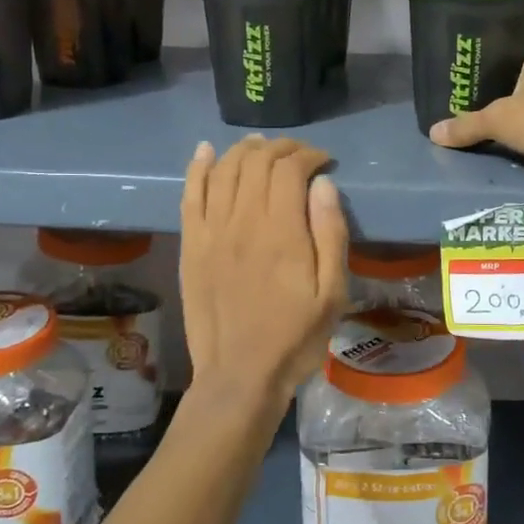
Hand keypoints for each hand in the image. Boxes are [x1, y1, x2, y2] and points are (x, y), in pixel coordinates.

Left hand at [180, 136, 349, 413]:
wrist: (239, 376)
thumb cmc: (295, 338)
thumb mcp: (333, 293)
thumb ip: (331, 234)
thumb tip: (323, 184)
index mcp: (282, 232)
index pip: (290, 169)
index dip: (308, 155)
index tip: (324, 161)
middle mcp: (243, 221)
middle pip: (256, 161)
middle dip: (281, 148)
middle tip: (299, 154)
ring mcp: (211, 231)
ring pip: (223, 170)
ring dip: (244, 150)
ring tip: (262, 148)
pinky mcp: (190, 245)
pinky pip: (190, 194)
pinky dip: (198, 167)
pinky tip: (206, 151)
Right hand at [427, 47, 523, 195]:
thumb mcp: (497, 120)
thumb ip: (466, 125)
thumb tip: (432, 133)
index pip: (509, 58)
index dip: (488, 71)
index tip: (465, 86)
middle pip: (519, 87)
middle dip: (498, 102)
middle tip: (465, 113)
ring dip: (514, 125)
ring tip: (481, 133)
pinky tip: (509, 149)